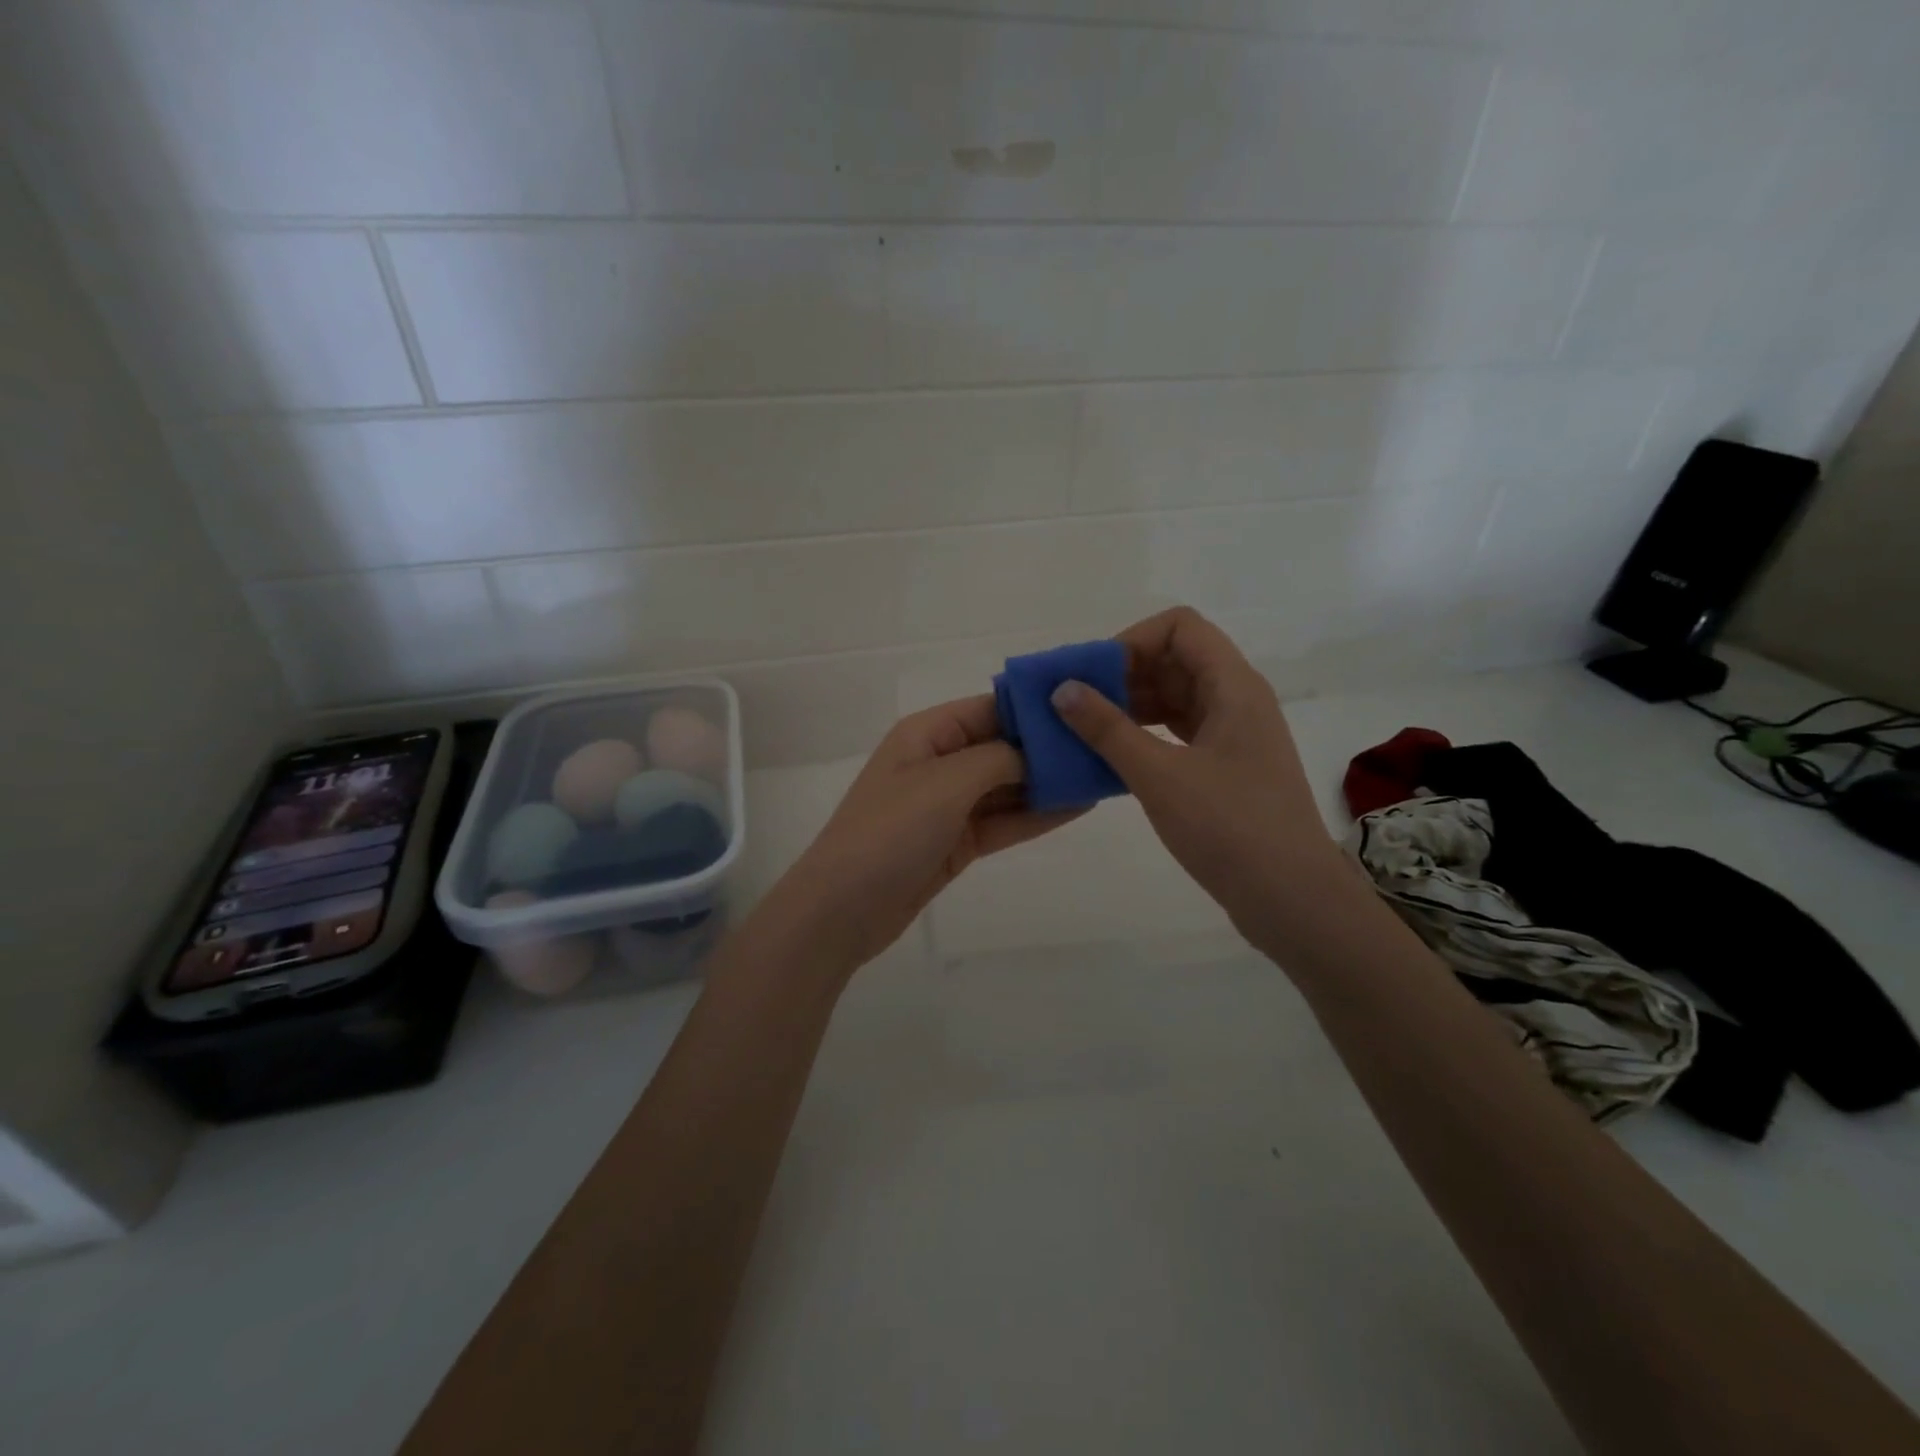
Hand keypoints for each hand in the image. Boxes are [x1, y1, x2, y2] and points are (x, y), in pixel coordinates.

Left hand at [766, 695, 1082, 972]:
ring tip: (1101, 775)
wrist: (843, 909)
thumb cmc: (890, 831)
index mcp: (928, 733)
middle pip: (1002, 747)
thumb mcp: (946, 782)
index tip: (1085, 709)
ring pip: (1007, 786)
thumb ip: (998, 759)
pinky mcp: (955, 843)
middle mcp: (938, 762)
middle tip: (1105, 746)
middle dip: (1048, 749)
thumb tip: (1037, 752)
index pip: (991, 708)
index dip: (1035, 709)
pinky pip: (1002, 821)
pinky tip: (1077, 808)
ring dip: (1048, 784)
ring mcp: (947, 805)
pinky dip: (1035, 816)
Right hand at [1050, 606, 1345, 947]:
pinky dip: (1145, 735)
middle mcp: (1237, 700)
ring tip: (1085, 730)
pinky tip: (1113, 756)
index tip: (1093, 675)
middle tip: (1077, 703)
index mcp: (1233, 686)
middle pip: (1176, 660)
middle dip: (1124, 674)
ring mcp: (1234, 735)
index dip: (1133, 639)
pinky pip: (1179, 732)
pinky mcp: (1227, 768)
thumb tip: (1062, 689)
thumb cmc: (1229, 828)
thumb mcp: (1159, 775)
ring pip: (1176, 698)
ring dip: (1131, 706)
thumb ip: (1108, 729)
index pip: (1180, 627)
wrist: (1290, 899)